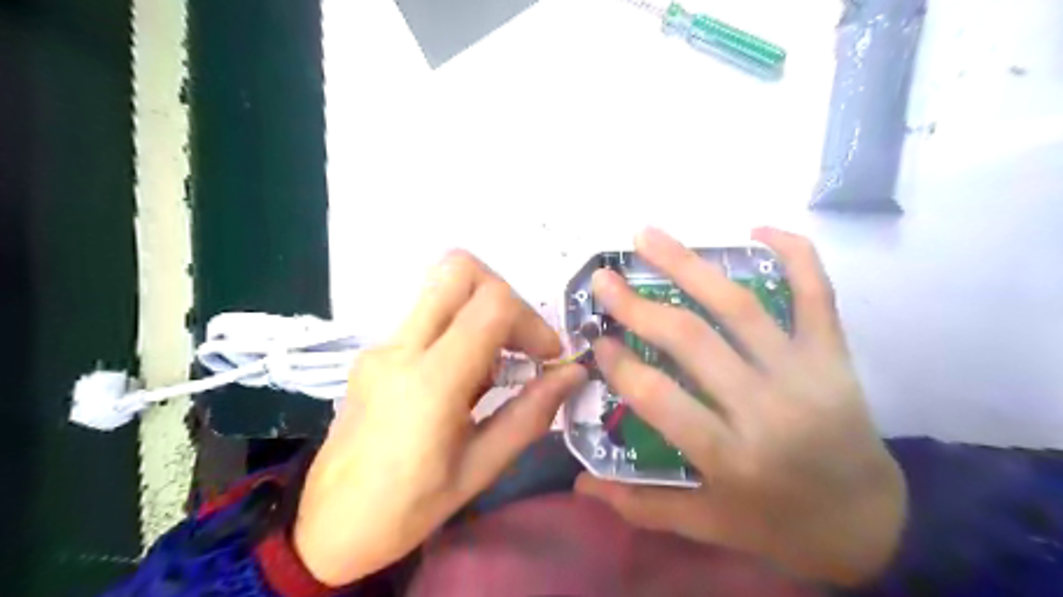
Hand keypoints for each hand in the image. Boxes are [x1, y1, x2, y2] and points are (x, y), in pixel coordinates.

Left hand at [293, 249, 584, 585]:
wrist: (325, 528)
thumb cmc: (407, 509)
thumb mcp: (480, 469)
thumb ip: (530, 414)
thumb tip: (573, 374)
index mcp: (431, 382)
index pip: (492, 305)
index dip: (532, 321)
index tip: (546, 357)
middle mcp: (401, 348)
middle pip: (459, 269)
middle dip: (505, 294)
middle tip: (521, 341)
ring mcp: (382, 345)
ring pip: (442, 288)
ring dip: (482, 311)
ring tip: (496, 366)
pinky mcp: (375, 352)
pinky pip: (427, 315)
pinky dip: (460, 328)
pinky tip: (465, 378)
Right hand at [574, 230, 904, 587]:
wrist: (872, 522)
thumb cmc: (780, 524)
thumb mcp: (708, 525)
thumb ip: (641, 505)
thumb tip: (580, 483)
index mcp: (730, 455)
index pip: (659, 398)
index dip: (620, 365)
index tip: (597, 341)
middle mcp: (766, 407)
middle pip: (692, 340)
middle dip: (638, 305)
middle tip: (604, 278)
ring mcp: (805, 372)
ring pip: (739, 306)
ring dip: (688, 265)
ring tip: (648, 236)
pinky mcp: (834, 355)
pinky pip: (818, 293)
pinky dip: (794, 253)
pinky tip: (757, 229)